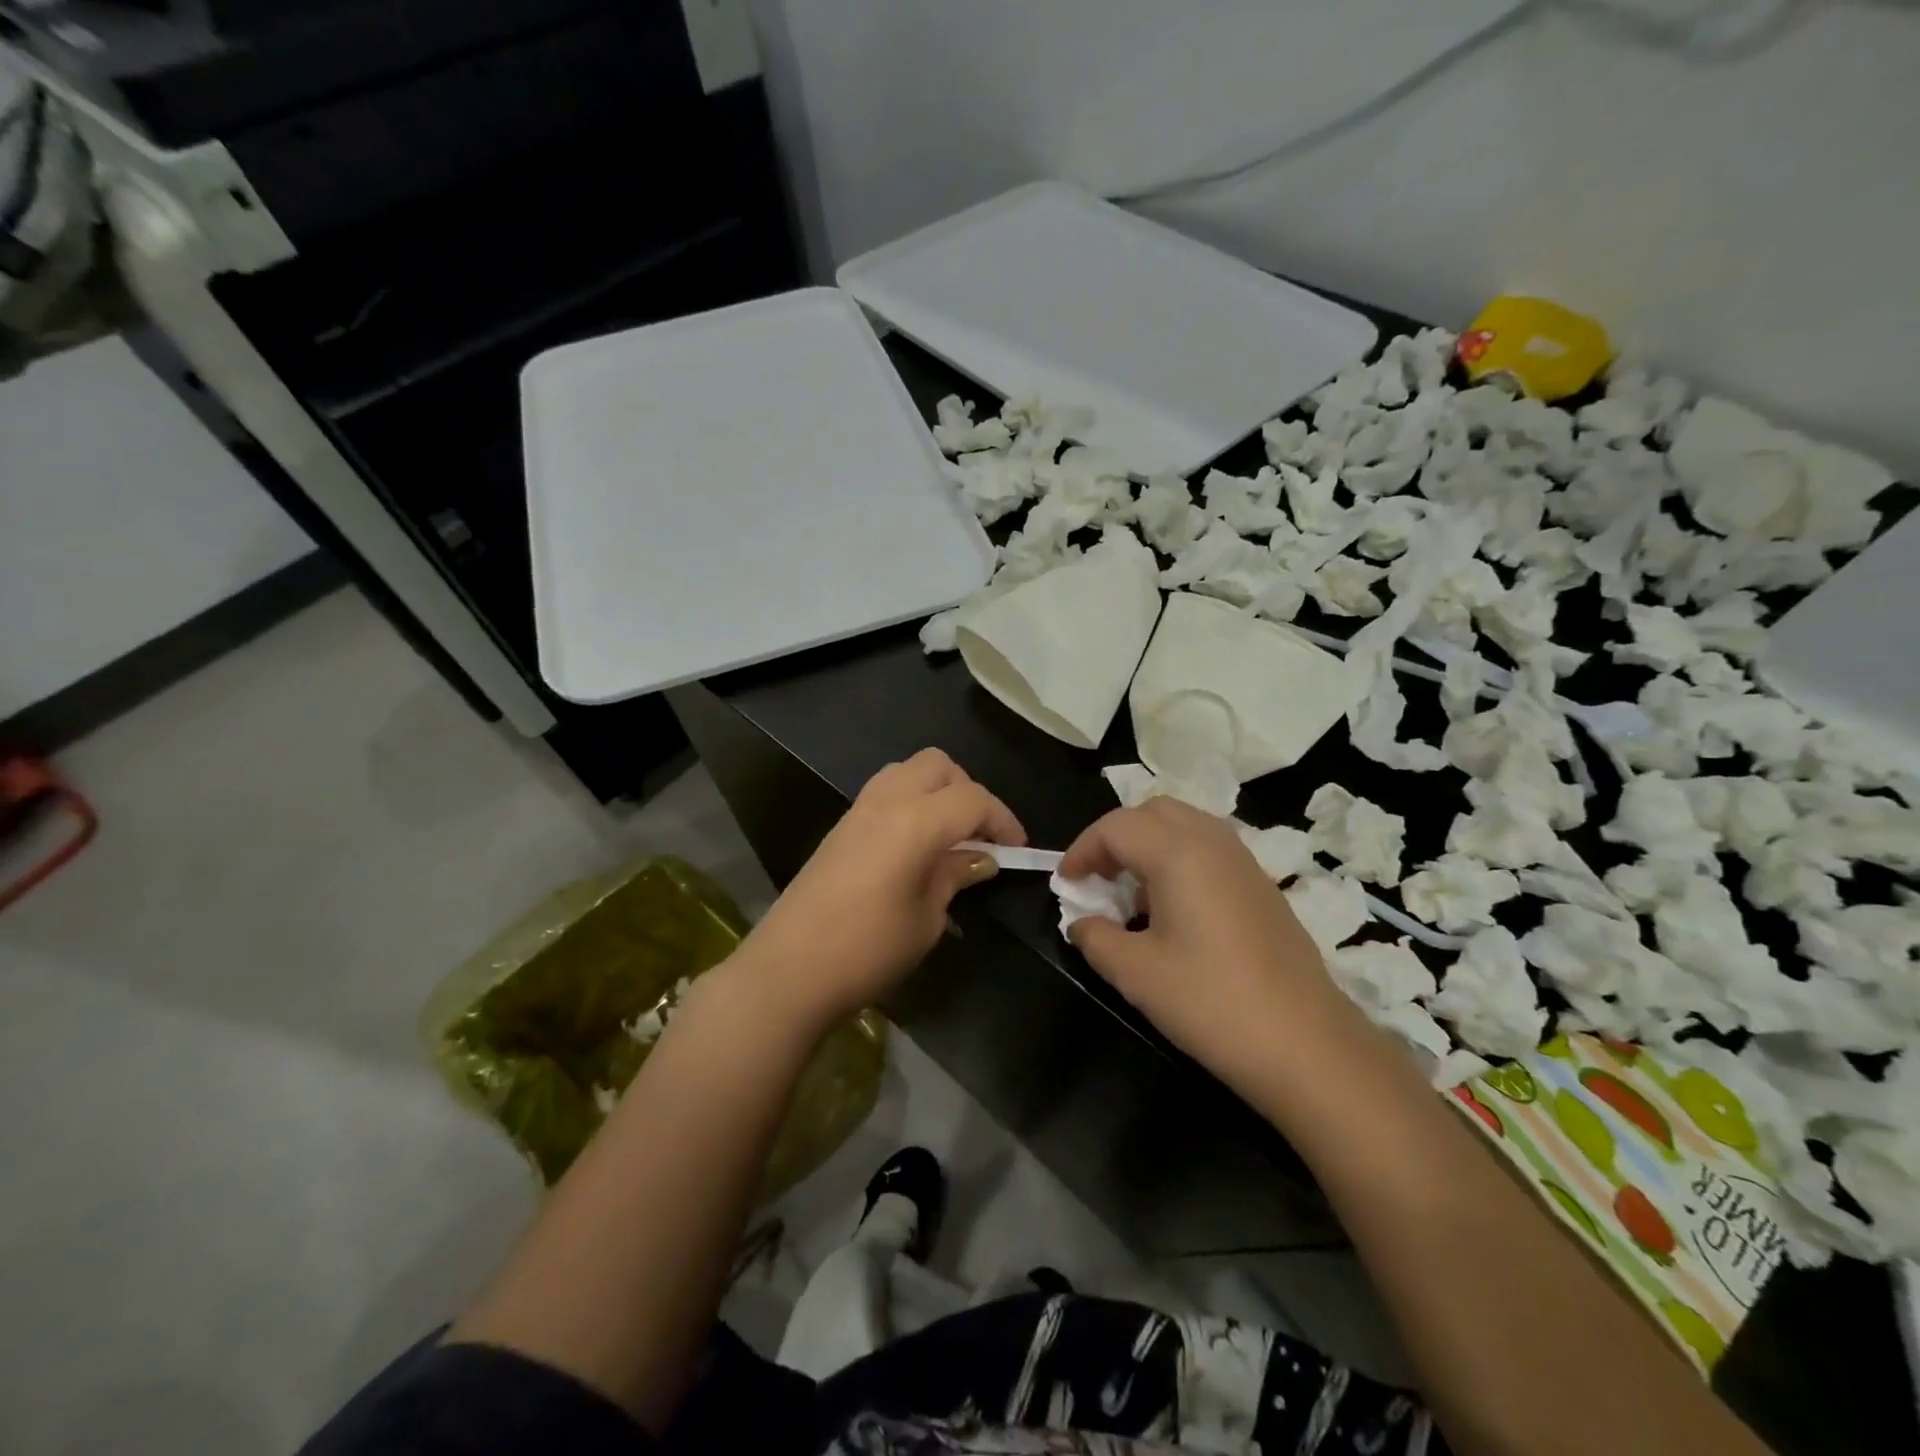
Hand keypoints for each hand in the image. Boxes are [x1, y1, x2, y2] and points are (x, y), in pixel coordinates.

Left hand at [734, 749, 1024, 1034]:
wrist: (790, 968)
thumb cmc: (869, 949)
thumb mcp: (927, 918)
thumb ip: (954, 876)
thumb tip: (980, 859)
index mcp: (917, 821)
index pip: (974, 800)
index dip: (1003, 820)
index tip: (1017, 850)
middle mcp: (888, 801)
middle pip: (938, 765)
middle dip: (968, 791)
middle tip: (980, 835)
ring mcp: (859, 809)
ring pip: (908, 770)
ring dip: (936, 790)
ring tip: (949, 835)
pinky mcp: (840, 825)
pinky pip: (885, 791)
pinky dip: (910, 802)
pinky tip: (915, 844)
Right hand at [1058, 799, 1348, 1079]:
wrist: (1306, 1045)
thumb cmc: (1211, 1003)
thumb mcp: (1135, 973)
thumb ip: (1095, 938)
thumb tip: (1082, 923)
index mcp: (1178, 853)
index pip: (1115, 827)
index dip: (1082, 850)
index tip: (1065, 884)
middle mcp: (1213, 842)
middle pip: (1152, 812)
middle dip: (1115, 837)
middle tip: (1097, 878)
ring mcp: (1244, 861)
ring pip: (1184, 825)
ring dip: (1148, 845)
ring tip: (1131, 893)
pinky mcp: (1262, 885)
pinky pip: (1208, 848)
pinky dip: (1178, 859)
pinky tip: (1173, 909)